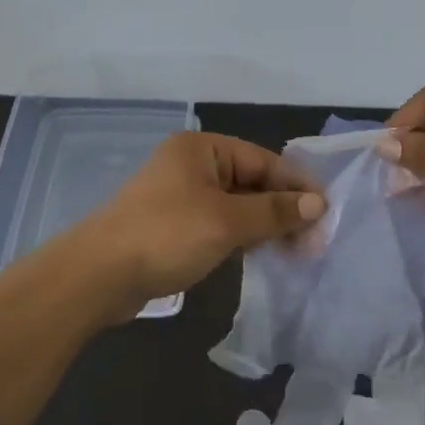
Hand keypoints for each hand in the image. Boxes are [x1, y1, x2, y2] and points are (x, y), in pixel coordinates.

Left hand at [76, 132, 325, 313]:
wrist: (98, 275)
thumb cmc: (166, 235)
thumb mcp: (227, 221)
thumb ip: (274, 211)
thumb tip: (318, 204)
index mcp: (202, 149)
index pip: (264, 161)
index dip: (296, 187)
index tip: (326, 214)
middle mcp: (192, 166)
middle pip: (252, 183)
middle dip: (283, 210)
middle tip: (314, 242)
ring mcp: (181, 196)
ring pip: (237, 206)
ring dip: (265, 226)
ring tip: (295, 253)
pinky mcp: (174, 226)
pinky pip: (219, 224)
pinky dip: (242, 237)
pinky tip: (262, 255)